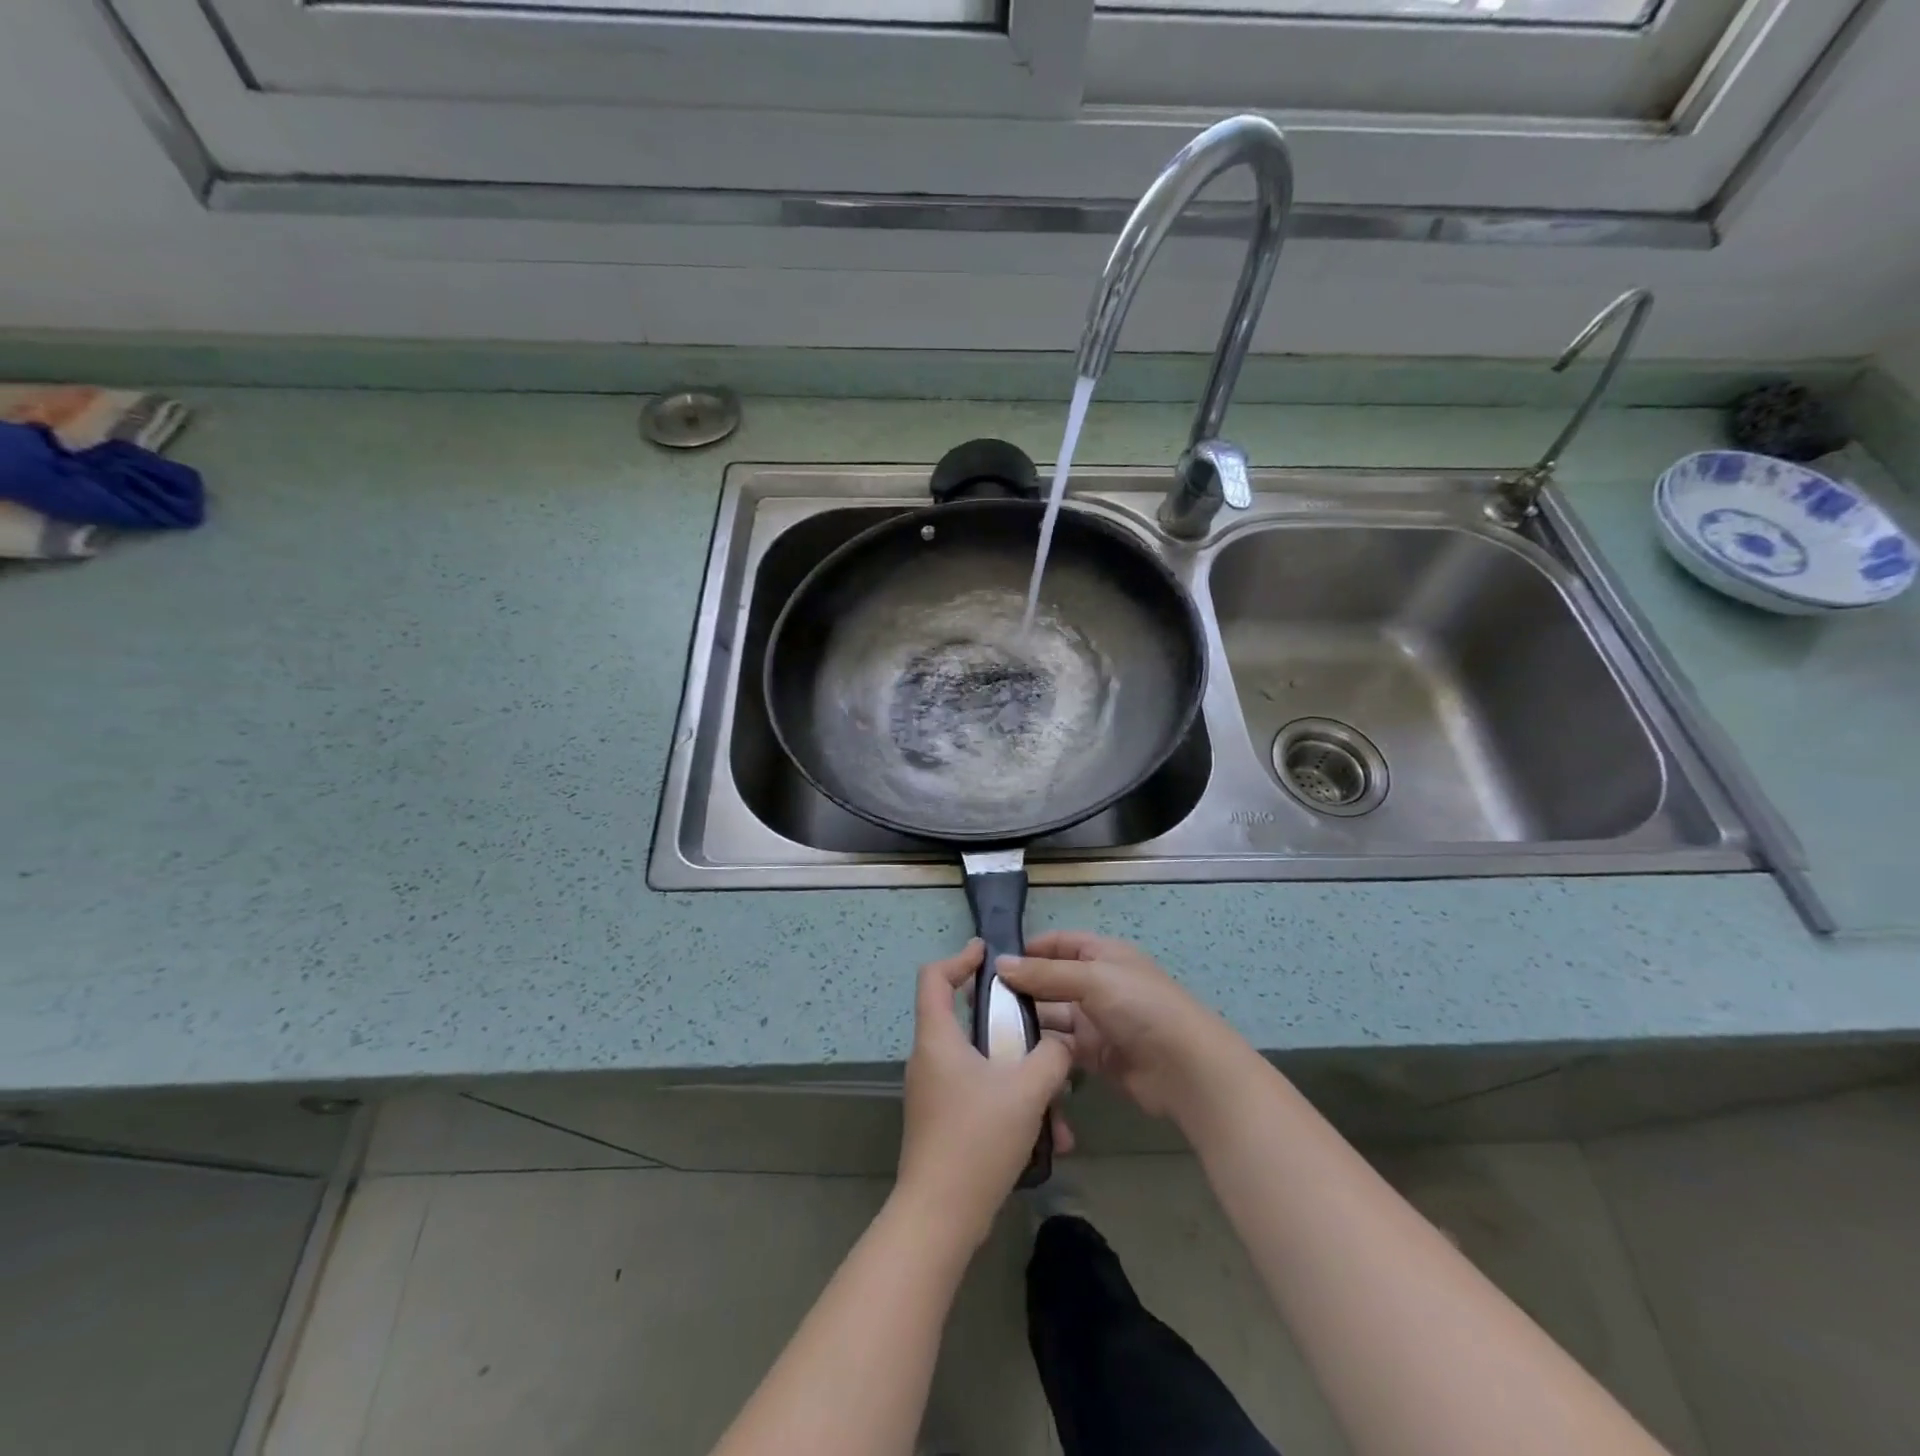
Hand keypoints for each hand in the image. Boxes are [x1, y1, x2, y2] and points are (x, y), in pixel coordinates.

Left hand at [894, 940, 1073, 1251]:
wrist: (940, 1218)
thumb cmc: (977, 1139)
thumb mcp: (1027, 1090)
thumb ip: (1052, 1056)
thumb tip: (1062, 1042)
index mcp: (938, 1039)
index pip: (934, 977)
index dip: (960, 958)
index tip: (989, 954)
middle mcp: (930, 1060)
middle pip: (966, 1021)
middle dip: (1012, 1028)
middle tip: (1043, 1029)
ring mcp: (936, 1094)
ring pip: (984, 1067)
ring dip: (1023, 1080)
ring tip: (1061, 1108)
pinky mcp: (945, 1124)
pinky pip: (983, 1098)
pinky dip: (1014, 1108)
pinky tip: (1050, 1141)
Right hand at [997, 932, 1244, 1123]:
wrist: (1186, 1068)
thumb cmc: (1140, 1007)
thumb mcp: (1092, 979)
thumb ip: (1045, 973)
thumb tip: (1000, 963)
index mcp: (1101, 955)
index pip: (1058, 944)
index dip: (1028, 949)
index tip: (991, 962)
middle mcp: (1097, 984)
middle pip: (1050, 982)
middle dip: (1020, 989)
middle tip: (978, 1002)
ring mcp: (1096, 1021)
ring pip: (1052, 1017)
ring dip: (1027, 1022)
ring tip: (988, 1030)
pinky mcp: (1096, 1056)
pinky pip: (1061, 1048)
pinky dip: (1042, 1051)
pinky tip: (1013, 1056)